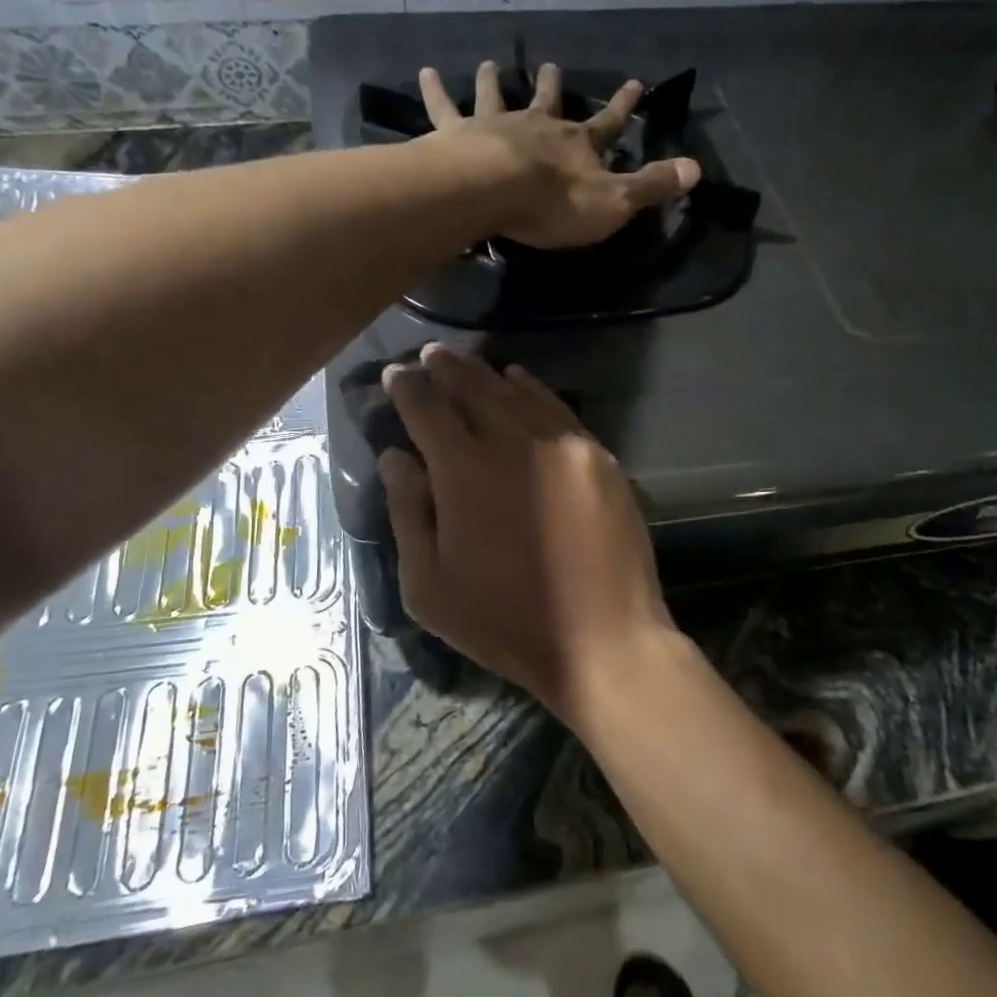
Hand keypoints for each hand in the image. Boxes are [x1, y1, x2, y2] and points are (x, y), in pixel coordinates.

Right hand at [378, 343, 678, 718]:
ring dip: (485, 374)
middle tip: (427, 355)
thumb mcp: (428, 584)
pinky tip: (518, 381)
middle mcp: (515, 442)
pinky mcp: (599, 457)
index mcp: (465, 471)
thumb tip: (396, 456)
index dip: (406, 388)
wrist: (603, 641)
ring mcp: (565, 445)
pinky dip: (532, 390)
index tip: (393, 374)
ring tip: (464, 361)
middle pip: (473, 388)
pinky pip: (558, 409)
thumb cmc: (504, 621)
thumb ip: (407, 511)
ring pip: (517, 393)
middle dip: (444, 369)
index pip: (427, 409)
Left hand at [419, 60, 700, 247]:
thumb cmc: (554, 204)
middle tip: (551, 66)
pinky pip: (443, 108)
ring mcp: (495, 125)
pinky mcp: (457, 134)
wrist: (494, 192)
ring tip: (490, 64)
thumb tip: (696, 169)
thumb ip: (652, 186)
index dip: (624, 106)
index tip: (636, 82)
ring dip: (494, 81)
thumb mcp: (614, 202)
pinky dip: (435, 90)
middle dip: (552, 85)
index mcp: (576, 145)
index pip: (609, 122)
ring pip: (496, 96)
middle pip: (547, 100)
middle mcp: (537, 126)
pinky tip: (425, 71)